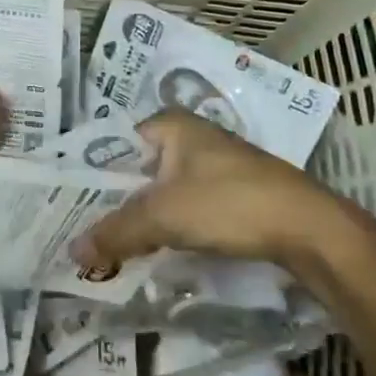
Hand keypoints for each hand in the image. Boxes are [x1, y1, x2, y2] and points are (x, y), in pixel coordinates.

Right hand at [71, 110, 375, 275]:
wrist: (309, 229)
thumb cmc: (229, 203)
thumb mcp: (165, 216)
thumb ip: (117, 231)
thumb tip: (73, 251)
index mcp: (171, 125)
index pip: (115, 145)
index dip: (91, 175)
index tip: (67, 205)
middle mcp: (190, 137)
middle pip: (138, 170)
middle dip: (114, 201)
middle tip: (83, 232)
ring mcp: (213, 165)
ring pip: (161, 191)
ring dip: (141, 217)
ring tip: (110, 246)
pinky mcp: (231, 193)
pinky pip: (185, 205)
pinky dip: (168, 225)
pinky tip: (153, 249)